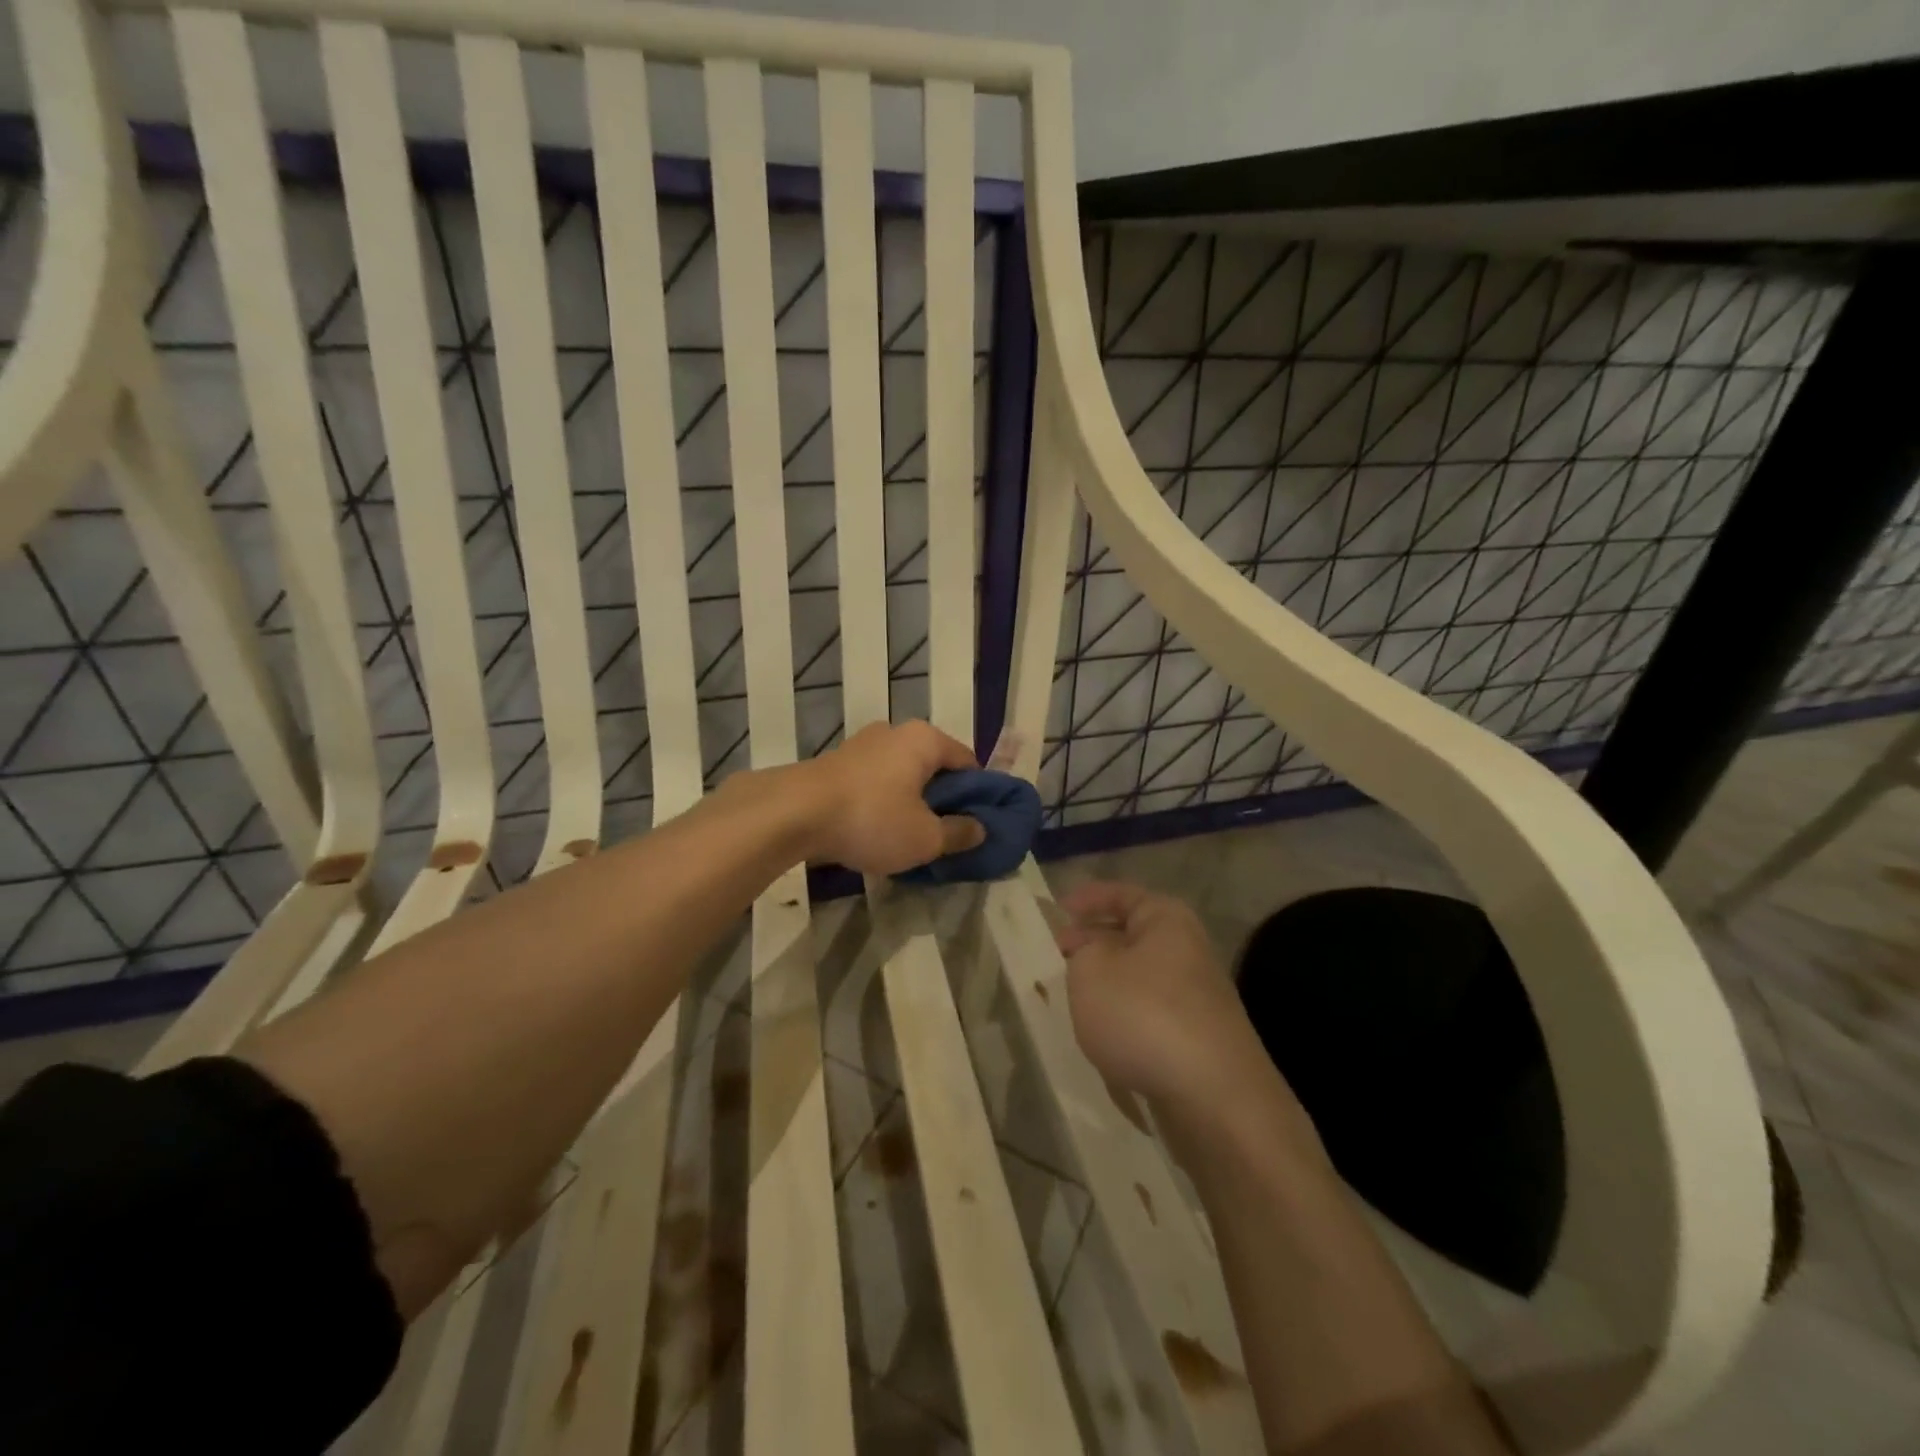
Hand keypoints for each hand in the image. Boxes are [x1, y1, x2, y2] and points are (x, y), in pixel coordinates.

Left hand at [799, 720, 986, 875]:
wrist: (793, 814)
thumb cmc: (872, 818)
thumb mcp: (925, 838)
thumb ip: (958, 833)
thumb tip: (980, 828)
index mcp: (925, 739)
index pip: (968, 762)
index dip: (978, 794)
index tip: (977, 824)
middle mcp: (895, 732)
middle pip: (933, 767)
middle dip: (942, 799)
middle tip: (945, 834)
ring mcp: (861, 745)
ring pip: (901, 775)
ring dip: (910, 802)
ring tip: (910, 837)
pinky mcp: (836, 763)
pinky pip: (874, 782)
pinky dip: (882, 802)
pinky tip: (877, 831)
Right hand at [1054, 882, 1269, 1114]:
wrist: (1213, 1097)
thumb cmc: (1144, 1016)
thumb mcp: (1090, 971)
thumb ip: (1081, 953)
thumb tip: (1092, 954)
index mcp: (1166, 919)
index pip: (1120, 894)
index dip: (1086, 898)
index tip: (1057, 910)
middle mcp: (1187, 949)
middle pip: (1131, 934)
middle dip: (1093, 941)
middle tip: (1057, 953)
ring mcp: (1196, 996)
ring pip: (1138, 976)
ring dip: (1106, 981)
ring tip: (1072, 994)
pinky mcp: (1196, 1037)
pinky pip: (1149, 1012)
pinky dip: (1124, 1014)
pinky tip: (1103, 1033)